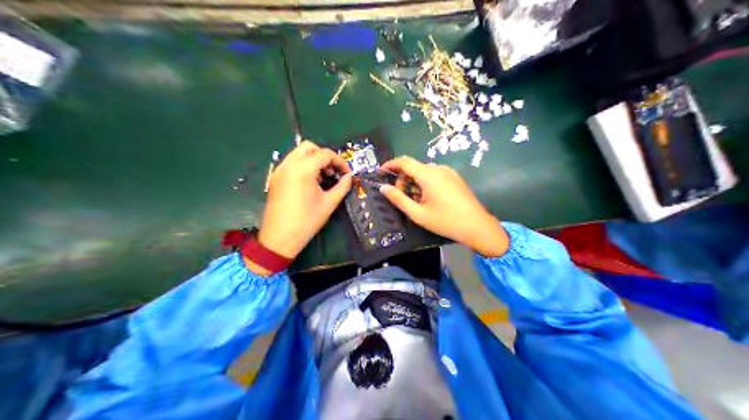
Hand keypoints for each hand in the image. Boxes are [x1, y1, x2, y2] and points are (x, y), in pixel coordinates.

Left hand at [251, 139, 354, 273]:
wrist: (279, 238)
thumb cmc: (306, 222)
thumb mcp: (328, 203)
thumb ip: (342, 187)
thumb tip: (349, 177)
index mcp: (303, 169)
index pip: (324, 154)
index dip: (339, 161)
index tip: (347, 172)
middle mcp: (289, 164)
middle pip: (308, 147)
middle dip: (323, 155)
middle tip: (332, 171)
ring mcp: (279, 170)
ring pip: (298, 154)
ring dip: (312, 160)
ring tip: (322, 178)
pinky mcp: (274, 178)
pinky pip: (290, 163)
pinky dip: (302, 166)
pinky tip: (309, 183)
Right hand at [381, 157, 508, 257]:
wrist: (477, 226)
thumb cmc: (445, 221)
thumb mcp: (418, 214)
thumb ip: (399, 199)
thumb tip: (383, 188)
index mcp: (429, 175)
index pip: (404, 161)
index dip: (390, 165)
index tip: (380, 173)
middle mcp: (439, 168)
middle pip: (414, 167)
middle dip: (403, 179)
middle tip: (400, 197)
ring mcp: (449, 172)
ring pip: (424, 172)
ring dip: (414, 182)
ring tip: (415, 202)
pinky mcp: (455, 178)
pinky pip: (434, 175)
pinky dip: (425, 183)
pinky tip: (428, 199)